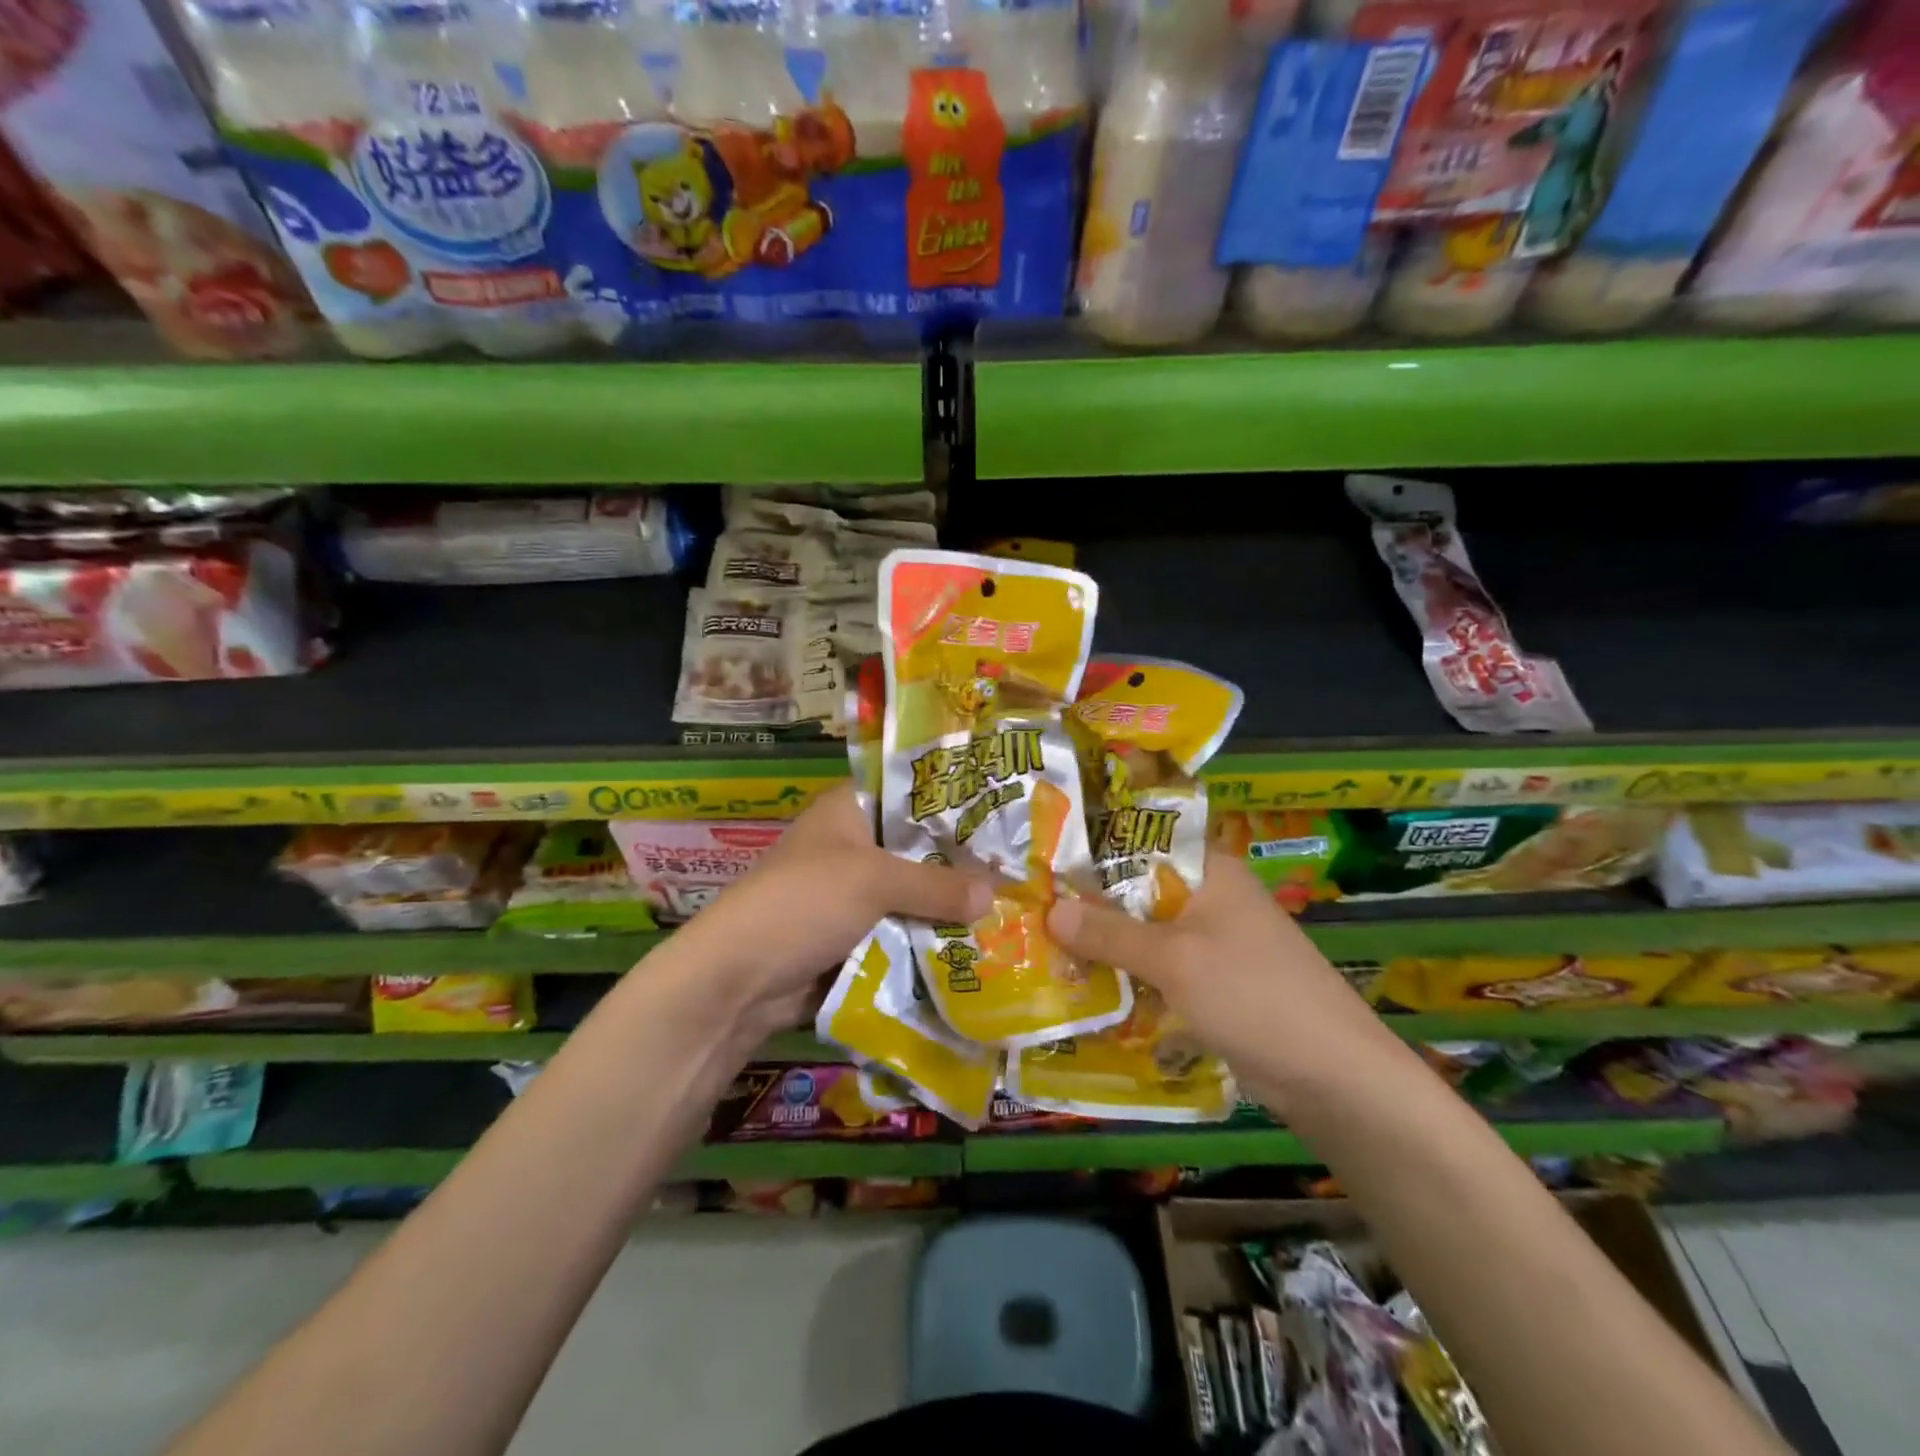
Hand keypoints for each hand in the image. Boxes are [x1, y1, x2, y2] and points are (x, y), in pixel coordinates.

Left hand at [666, 783, 993, 1036]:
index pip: (911, 790)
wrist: (738, 979)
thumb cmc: (804, 903)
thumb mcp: (874, 882)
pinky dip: (929, 939)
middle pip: (918, 846)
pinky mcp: (853, 935)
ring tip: (1012, 907)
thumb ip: (936, 885)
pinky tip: (977, 944)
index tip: (1004, 809)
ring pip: (913, 893)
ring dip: (948, 906)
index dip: (954, 799)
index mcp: (849, 809)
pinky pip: (902, 931)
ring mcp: (852, 893)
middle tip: (1019, 867)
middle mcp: (853, 844)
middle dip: (960, 861)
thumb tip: (994, 895)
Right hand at [1045, 850, 1395, 1106]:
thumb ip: (1110, 932)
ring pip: (1145, 932)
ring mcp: (1213, 941)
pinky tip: (1086, 986)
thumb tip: (1049, 909)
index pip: (1139, 841)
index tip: (1040, 861)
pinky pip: (1158, 967)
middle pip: (1137, 890)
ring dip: (1105, 943)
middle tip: (1030, 909)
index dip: (1091, 849)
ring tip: (1043, 946)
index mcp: (1209, 870)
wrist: (1334, 1077)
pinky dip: (1128, 974)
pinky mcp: (1212, 981)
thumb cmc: (1253, 996)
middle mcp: (1209, 896)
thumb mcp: (1175, 960)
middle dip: (1089, 903)